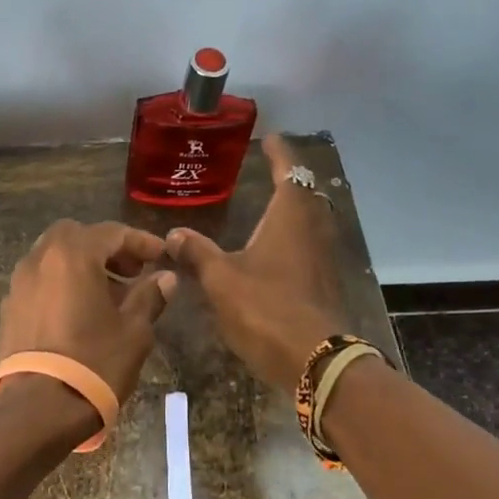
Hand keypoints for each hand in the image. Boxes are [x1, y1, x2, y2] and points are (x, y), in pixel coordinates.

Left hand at [0, 220, 177, 406]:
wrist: (38, 410)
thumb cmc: (94, 363)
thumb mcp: (134, 331)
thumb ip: (149, 296)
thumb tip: (165, 278)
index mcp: (72, 255)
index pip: (111, 232)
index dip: (140, 242)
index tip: (161, 255)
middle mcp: (40, 260)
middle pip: (75, 236)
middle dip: (105, 247)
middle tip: (131, 271)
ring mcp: (19, 284)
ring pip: (53, 257)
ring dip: (82, 265)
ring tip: (108, 294)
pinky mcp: (9, 309)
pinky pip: (40, 282)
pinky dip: (61, 284)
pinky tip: (79, 312)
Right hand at [167, 135, 351, 388]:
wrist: (314, 359)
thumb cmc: (266, 308)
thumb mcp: (221, 279)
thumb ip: (198, 253)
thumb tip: (174, 234)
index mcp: (290, 217)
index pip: (289, 171)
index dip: (279, 154)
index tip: (270, 139)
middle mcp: (312, 230)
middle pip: (306, 195)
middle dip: (289, 180)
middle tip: (269, 172)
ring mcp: (323, 258)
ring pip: (310, 222)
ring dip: (293, 210)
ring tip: (269, 208)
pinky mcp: (324, 283)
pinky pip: (310, 246)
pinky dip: (294, 238)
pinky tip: (275, 252)